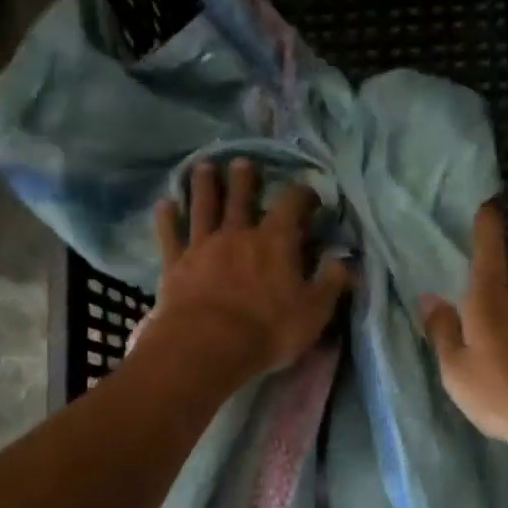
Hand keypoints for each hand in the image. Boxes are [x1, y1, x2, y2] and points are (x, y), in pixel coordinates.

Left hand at [148, 159, 351, 382]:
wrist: (208, 344)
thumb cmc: (268, 330)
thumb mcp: (313, 312)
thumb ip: (330, 283)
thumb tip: (343, 261)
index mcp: (275, 241)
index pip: (292, 205)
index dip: (302, 195)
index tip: (309, 196)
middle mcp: (237, 234)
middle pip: (241, 197)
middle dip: (244, 179)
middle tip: (242, 163)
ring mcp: (203, 246)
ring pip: (203, 207)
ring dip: (204, 186)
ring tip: (203, 167)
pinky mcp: (175, 264)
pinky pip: (169, 234)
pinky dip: (167, 217)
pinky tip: (165, 204)